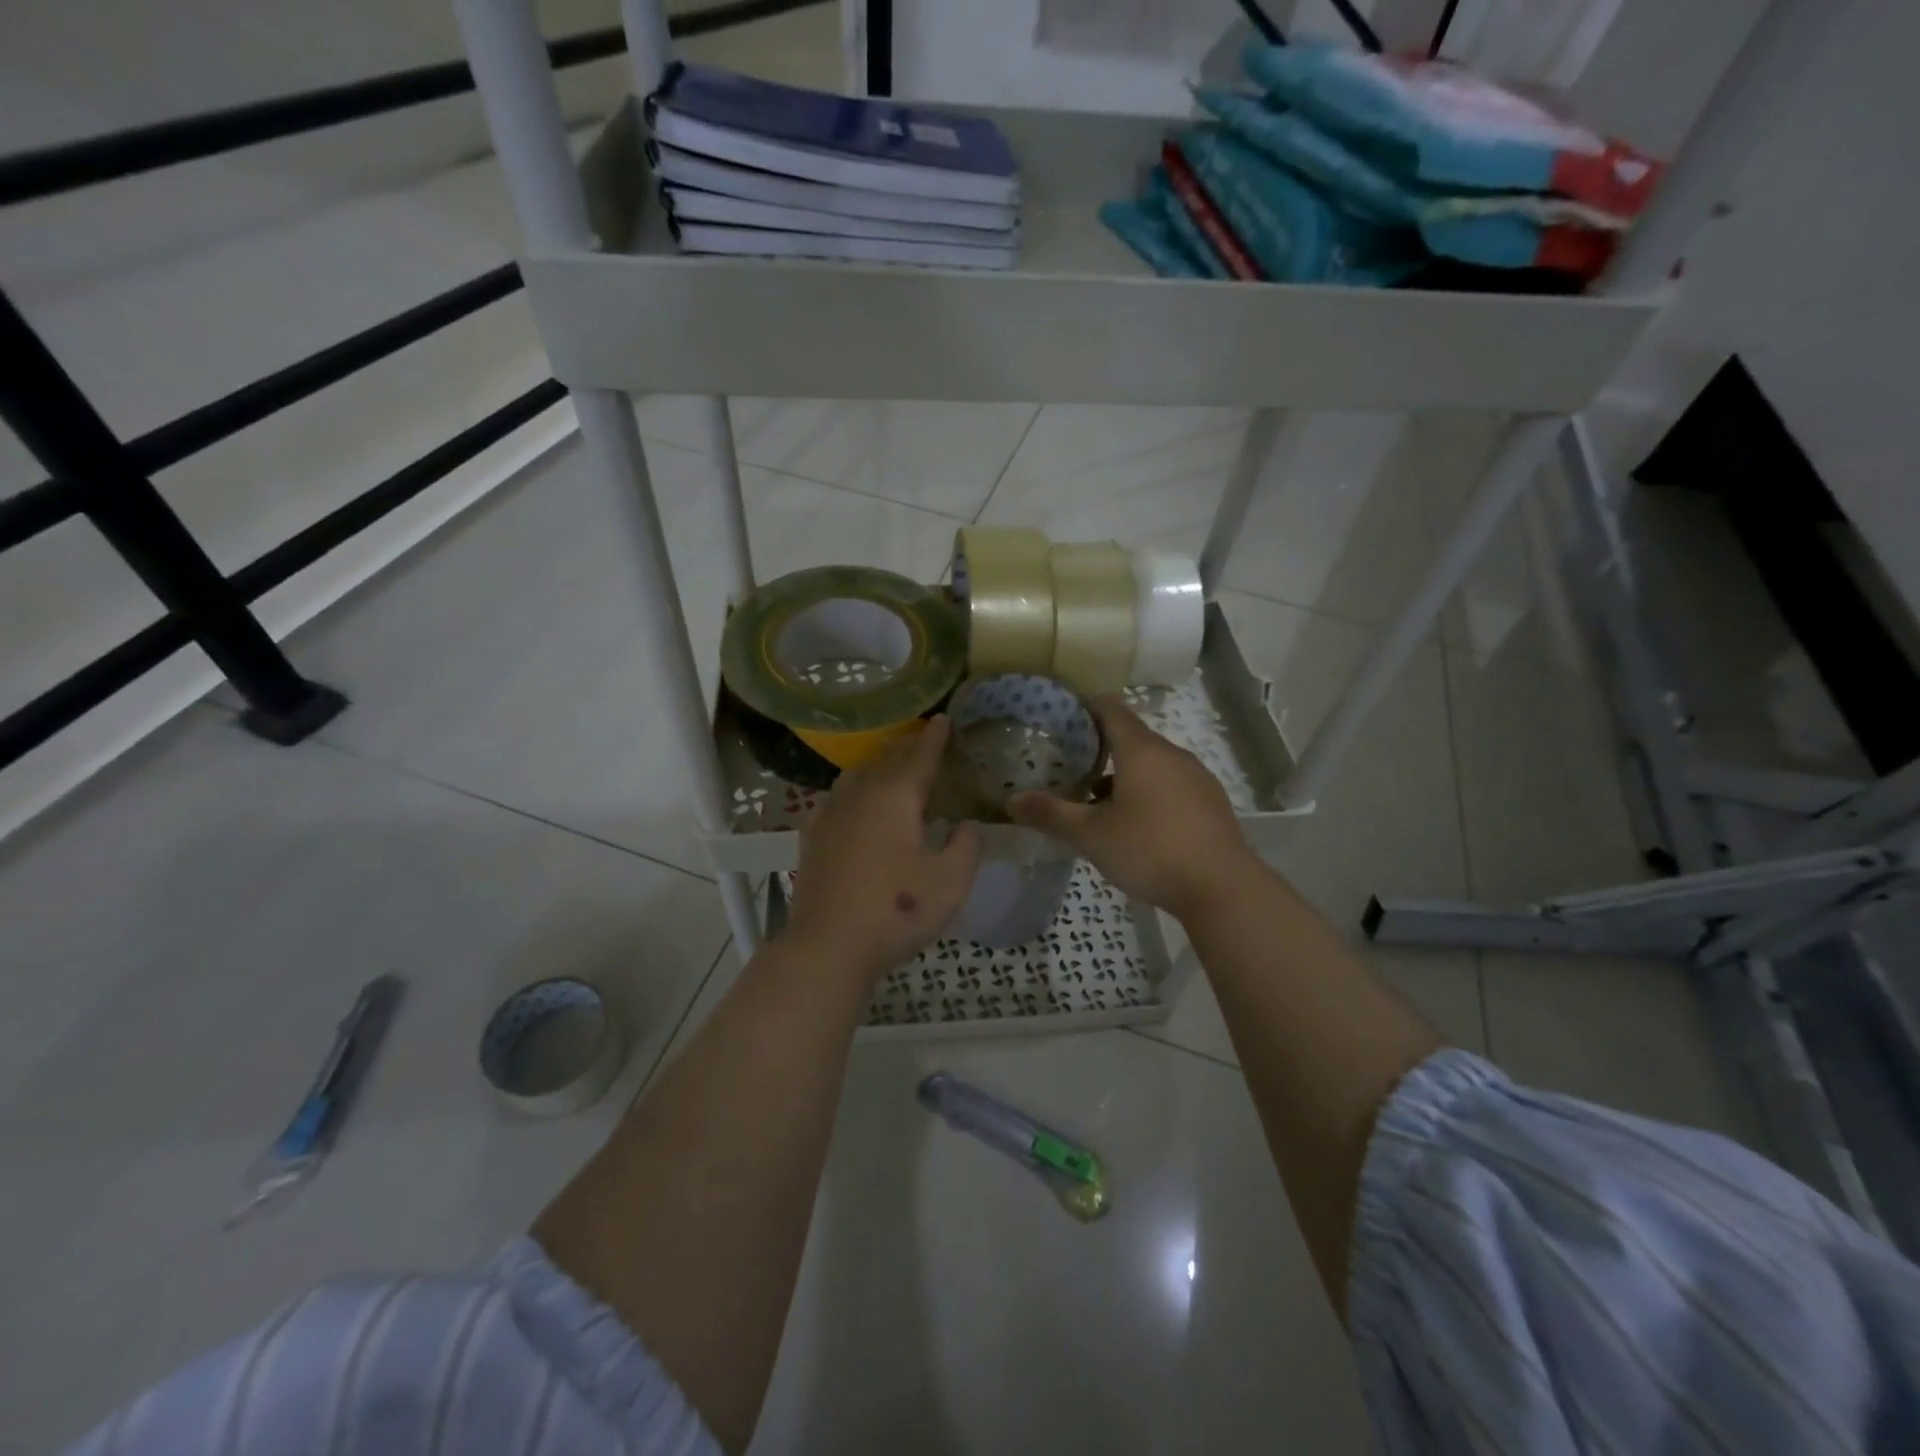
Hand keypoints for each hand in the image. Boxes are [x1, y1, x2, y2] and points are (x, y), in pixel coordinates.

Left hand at [784, 716, 980, 983]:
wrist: (829, 944)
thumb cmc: (897, 910)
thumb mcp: (951, 882)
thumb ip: (966, 846)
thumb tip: (966, 826)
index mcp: (896, 797)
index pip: (920, 757)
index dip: (935, 737)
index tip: (943, 718)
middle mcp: (861, 795)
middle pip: (886, 760)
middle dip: (906, 746)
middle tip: (922, 737)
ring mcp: (831, 814)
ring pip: (856, 775)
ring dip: (877, 764)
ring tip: (890, 765)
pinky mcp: (812, 837)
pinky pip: (834, 798)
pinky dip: (850, 789)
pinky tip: (850, 800)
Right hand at [1008, 696, 1261, 920]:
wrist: (1221, 888)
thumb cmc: (1150, 850)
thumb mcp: (1091, 835)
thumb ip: (1051, 814)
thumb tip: (1011, 801)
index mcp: (1141, 750)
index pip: (1111, 709)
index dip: (1085, 708)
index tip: (1061, 719)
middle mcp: (1172, 754)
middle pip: (1132, 737)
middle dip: (1100, 748)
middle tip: (1069, 768)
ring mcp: (1196, 777)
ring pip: (1152, 764)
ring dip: (1124, 774)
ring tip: (1097, 802)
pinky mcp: (1210, 802)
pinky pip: (1171, 784)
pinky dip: (1149, 792)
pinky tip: (1137, 825)